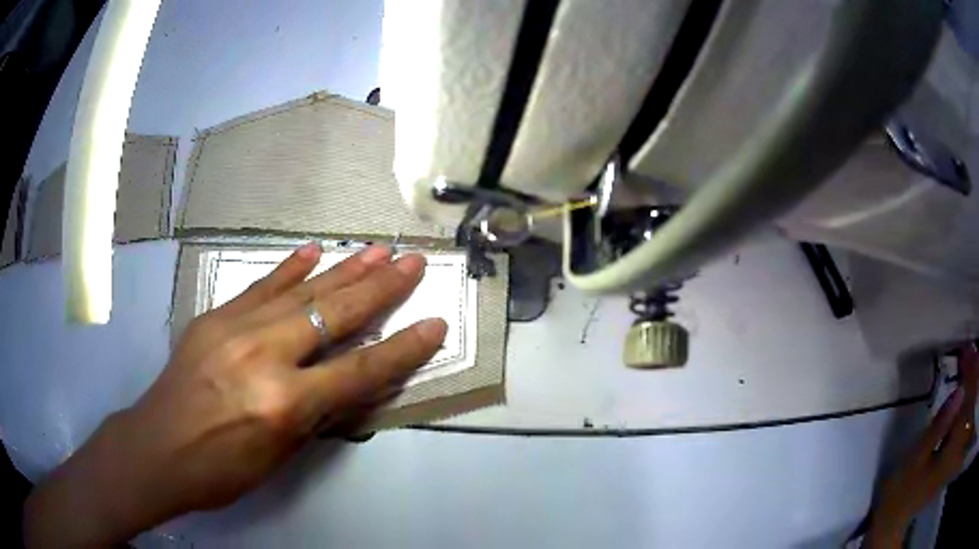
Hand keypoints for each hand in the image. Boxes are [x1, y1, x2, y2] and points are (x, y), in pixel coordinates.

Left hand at [23, 243, 446, 547]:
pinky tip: (312, 251)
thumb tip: (346, 382)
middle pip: (334, 315)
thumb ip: (315, 413)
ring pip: (301, 291)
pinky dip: (289, 269)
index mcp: (284, 403)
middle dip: (380, 287)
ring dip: (343, 269)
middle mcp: (264, 355)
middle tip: (412, 261)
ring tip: (376, 249)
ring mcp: (235, 328)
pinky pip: (260, 287)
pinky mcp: (215, 317)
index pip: (359, 370)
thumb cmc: (221, 469)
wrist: (157, 448)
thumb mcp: (280, 455)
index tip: (434, 324)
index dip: (402, 349)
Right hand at [866, 345, 977, 547]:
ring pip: (968, 412)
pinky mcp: (951, 454)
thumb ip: (939, 425)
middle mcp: (957, 447)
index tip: (969, 347)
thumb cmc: (902, 488)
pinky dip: (966, 401)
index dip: (970, 374)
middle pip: (969, 406)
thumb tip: (959, 391)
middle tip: (971, 347)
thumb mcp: (917, 457)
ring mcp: (954, 452)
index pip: (966, 404)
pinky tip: (965, 389)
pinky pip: (963, 420)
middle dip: (973, 375)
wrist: (894, 518)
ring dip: (971, 385)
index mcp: (951, 449)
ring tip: (971, 359)